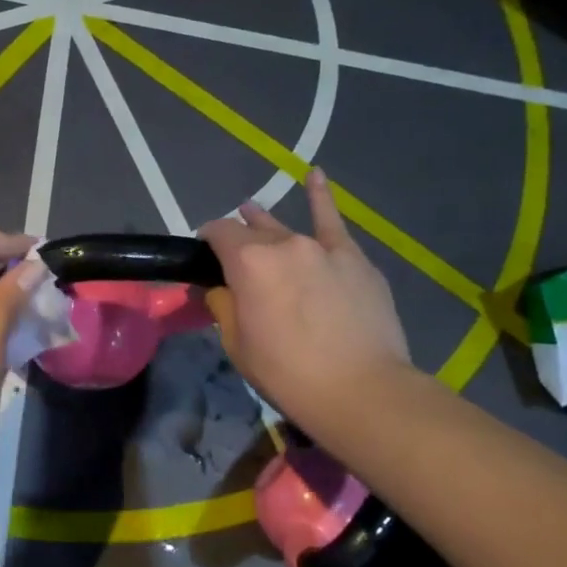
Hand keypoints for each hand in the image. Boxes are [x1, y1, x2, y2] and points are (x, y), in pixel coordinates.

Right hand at [199, 170, 412, 426]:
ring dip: (265, 224)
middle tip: (232, 260)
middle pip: (251, 230)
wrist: (362, 390)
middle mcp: (283, 244)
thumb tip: (221, 289)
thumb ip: (224, 306)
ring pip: (286, 228)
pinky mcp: (354, 259)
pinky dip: (322, 197)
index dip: (206, 241)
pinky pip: (334, 221)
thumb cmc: (287, 373)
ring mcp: (323, 248)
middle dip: (237, 239)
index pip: (217, 233)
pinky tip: (316, 175)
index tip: (203, 258)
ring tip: (253, 213)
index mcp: (248, 262)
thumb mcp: (237, 344)